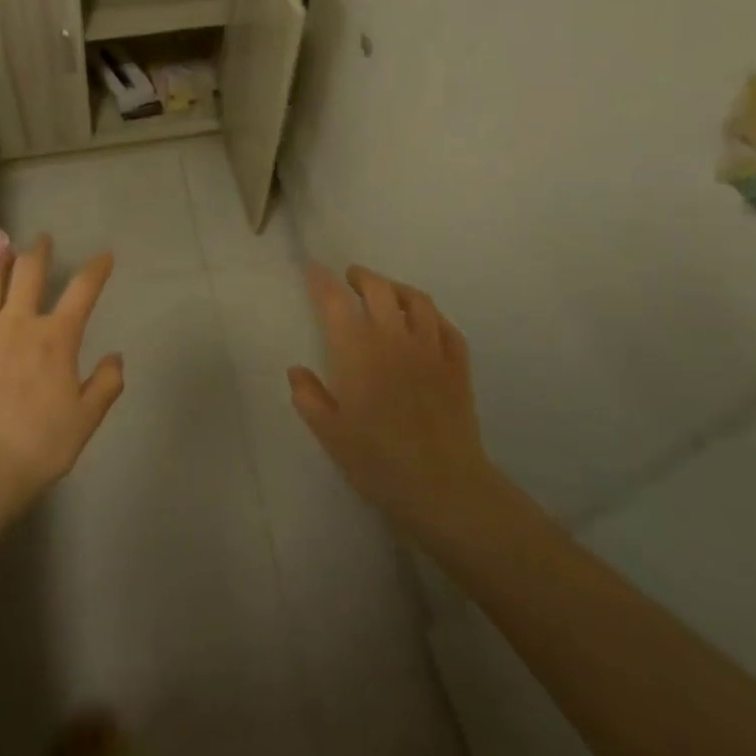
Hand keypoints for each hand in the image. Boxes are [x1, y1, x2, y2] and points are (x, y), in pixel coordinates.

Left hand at [0, 235, 123, 510]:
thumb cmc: (40, 445)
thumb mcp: (86, 419)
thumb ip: (105, 384)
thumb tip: (115, 357)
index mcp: (57, 338)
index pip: (82, 291)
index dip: (96, 269)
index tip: (104, 256)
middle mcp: (20, 323)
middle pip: (30, 273)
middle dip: (39, 252)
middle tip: (43, 240)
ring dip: (0, 263)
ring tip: (4, 253)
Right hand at [289, 264, 495, 542]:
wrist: (443, 485)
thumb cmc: (378, 460)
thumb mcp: (329, 433)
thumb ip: (309, 397)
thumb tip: (297, 371)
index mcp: (356, 350)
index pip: (334, 301)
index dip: (322, 281)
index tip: (314, 269)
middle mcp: (393, 338)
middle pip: (378, 288)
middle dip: (361, 277)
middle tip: (351, 279)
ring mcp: (430, 348)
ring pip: (416, 300)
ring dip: (397, 289)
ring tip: (387, 292)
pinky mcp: (457, 365)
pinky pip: (446, 326)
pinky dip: (432, 316)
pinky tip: (426, 323)